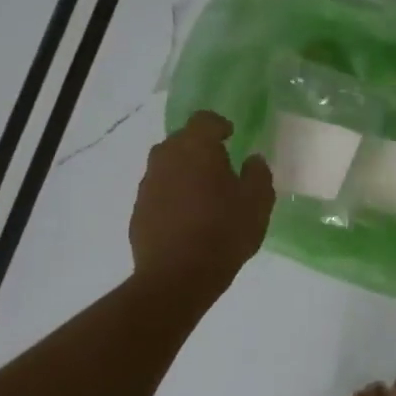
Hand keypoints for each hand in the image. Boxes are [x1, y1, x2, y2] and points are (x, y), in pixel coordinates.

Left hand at [129, 111, 274, 295]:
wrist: (177, 276)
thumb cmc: (224, 232)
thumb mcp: (258, 203)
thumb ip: (258, 174)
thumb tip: (252, 160)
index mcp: (197, 148)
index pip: (204, 120)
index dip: (219, 125)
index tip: (231, 136)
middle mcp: (166, 158)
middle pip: (182, 140)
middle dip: (200, 147)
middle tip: (221, 165)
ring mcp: (148, 184)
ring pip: (167, 165)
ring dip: (184, 171)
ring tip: (204, 193)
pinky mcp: (138, 210)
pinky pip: (159, 191)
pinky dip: (173, 195)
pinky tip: (188, 217)